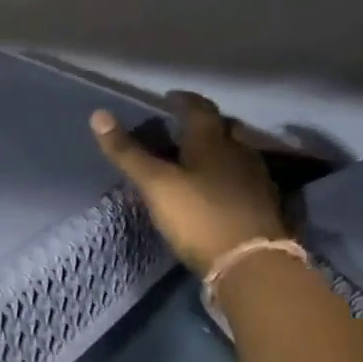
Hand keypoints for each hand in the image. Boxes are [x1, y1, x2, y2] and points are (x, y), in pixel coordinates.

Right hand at [91, 91, 286, 276]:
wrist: (250, 262)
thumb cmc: (198, 217)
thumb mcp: (156, 185)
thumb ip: (128, 153)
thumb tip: (98, 114)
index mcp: (212, 142)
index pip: (199, 109)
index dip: (183, 101)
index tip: (170, 98)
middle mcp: (239, 153)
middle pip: (225, 128)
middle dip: (206, 124)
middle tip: (185, 129)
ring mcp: (257, 179)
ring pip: (238, 153)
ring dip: (220, 150)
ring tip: (200, 159)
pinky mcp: (264, 206)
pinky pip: (245, 178)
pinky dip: (230, 176)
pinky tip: (220, 189)